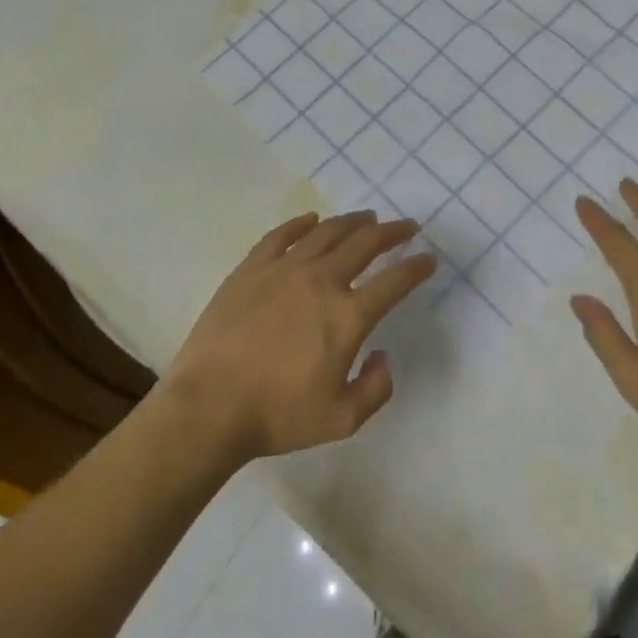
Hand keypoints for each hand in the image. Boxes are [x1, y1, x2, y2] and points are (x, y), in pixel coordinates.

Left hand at [163, 211, 435, 463]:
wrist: (209, 408)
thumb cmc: (277, 416)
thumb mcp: (342, 420)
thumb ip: (376, 388)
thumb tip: (382, 355)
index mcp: (347, 316)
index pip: (394, 281)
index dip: (417, 267)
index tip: (429, 258)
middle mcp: (321, 281)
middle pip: (365, 244)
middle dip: (391, 232)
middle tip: (406, 226)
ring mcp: (283, 270)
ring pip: (326, 233)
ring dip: (352, 222)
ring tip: (367, 218)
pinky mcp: (251, 269)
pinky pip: (281, 236)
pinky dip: (301, 224)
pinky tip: (312, 220)